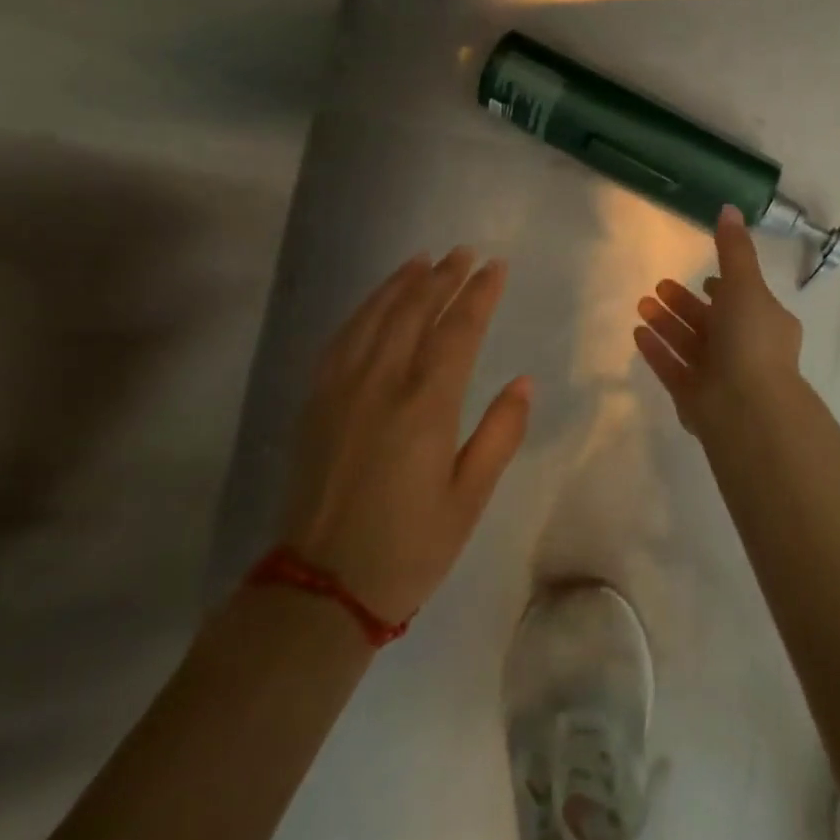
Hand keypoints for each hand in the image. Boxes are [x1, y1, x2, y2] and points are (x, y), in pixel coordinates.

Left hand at [278, 248, 530, 621]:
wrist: (321, 588)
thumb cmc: (409, 547)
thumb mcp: (470, 498)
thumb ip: (500, 434)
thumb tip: (523, 382)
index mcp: (426, 407)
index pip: (458, 330)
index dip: (479, 294)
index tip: (496, 266)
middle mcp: (381, 384)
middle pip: (415, 311)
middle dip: (443, 277)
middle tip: (464, 252)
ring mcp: (342, 390)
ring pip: (374, 317)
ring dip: (401, 283)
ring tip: (423, 260)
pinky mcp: (316, 403)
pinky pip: (341, 339)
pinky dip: (363, 311)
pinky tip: (375, 302)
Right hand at [634, 205, 803, 437]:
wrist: (746, 406)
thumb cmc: (751, 339)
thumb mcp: (746, 284)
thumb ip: (734, 249)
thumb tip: (729, 208)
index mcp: (764, 323)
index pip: (743, 301)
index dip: (724, 289)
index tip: (705, 278)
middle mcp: (744, 349)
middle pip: (710, 322)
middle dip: (684, 304)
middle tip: (659, 286)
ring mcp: (719, 376)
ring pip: (689, 344)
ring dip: (666, 324)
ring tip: (640, 304)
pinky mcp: (695, 398)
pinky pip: (672, 368)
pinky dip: (657, 351)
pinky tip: (637, 333)